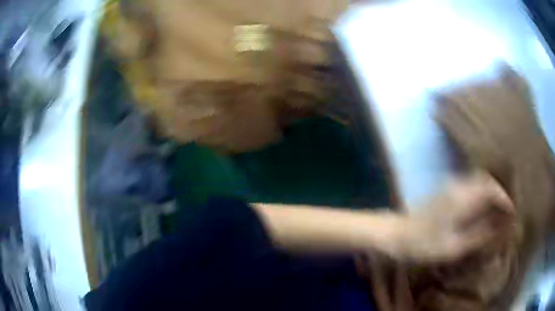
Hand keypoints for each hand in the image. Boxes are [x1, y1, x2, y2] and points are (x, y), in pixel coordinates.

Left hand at [399, 172, 514, 262]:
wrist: (396, 234)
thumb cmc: (423, 244)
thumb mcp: (454, 246)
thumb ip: (479, 235)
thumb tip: (499, 227)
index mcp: (463, 197)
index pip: (492, 190)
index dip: (505, 200)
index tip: (512, 213)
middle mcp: (459, 185)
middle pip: (487, 181)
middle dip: (500, 194)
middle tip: (506, 212)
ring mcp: (451, 185)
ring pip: (479, 182)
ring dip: (491, 193)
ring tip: (498, 212)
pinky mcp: (446, 190)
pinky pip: (471, 186)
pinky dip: (481, 194)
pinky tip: (482, 209)